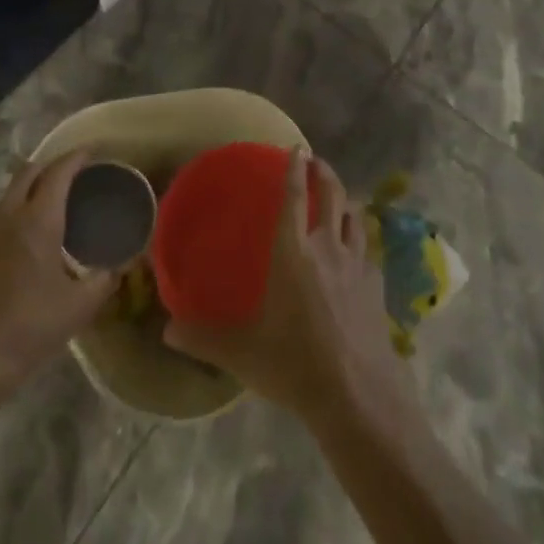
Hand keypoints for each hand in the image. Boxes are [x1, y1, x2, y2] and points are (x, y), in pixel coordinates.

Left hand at [0, 152, 119, 398]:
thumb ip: (104, 281)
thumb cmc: (26, 332)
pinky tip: (15, 244)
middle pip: (28, 172)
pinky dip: (8, 218)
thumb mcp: (78, 309)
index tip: (92, 152)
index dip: (76, 157)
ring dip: (27, 192)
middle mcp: (5, 216)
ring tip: (44, 209)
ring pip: (6, 196)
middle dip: (51, 165)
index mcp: (37, 220)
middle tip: (71, 175)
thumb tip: (121, 265)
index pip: (58, 172)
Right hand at [163, 150, 414, 424]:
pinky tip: (359, 252)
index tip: (297, 148)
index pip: (293, 198)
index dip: (294, 170)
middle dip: (325, 173)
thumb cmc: (294, 363)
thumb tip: (166, 331)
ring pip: (355, 218)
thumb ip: (204, 338)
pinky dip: (362, 242)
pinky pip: (369, 252)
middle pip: (332, 196)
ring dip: (346, 201)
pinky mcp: (376, 286)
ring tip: (340, 198)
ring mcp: (356, 265)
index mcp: (293, 252)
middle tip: (317, 161)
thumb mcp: (242, 353)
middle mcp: (327, 247)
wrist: (356, 394)